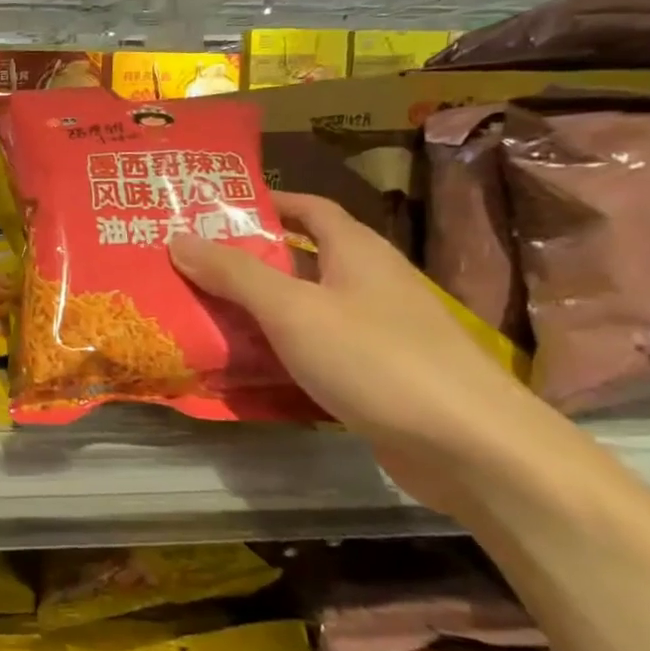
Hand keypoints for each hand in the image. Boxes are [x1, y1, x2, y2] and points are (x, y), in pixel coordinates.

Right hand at [169, 192, 546, 515]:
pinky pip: (316, 351)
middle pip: (302, 259)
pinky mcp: (377, 376)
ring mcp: (378, 332)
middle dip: (248, 260)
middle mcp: (370, 283)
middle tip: (190, 266)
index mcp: (358, 251)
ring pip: (306, 309)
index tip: (213, 210)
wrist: (471, 447)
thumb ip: (234, 274)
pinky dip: (281, 352)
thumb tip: (178, 238)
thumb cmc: (376, 360)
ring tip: (203, 313)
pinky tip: (246, 367)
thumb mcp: (293, 310)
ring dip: (260, 310)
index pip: (309, 208)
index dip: (266, 203)